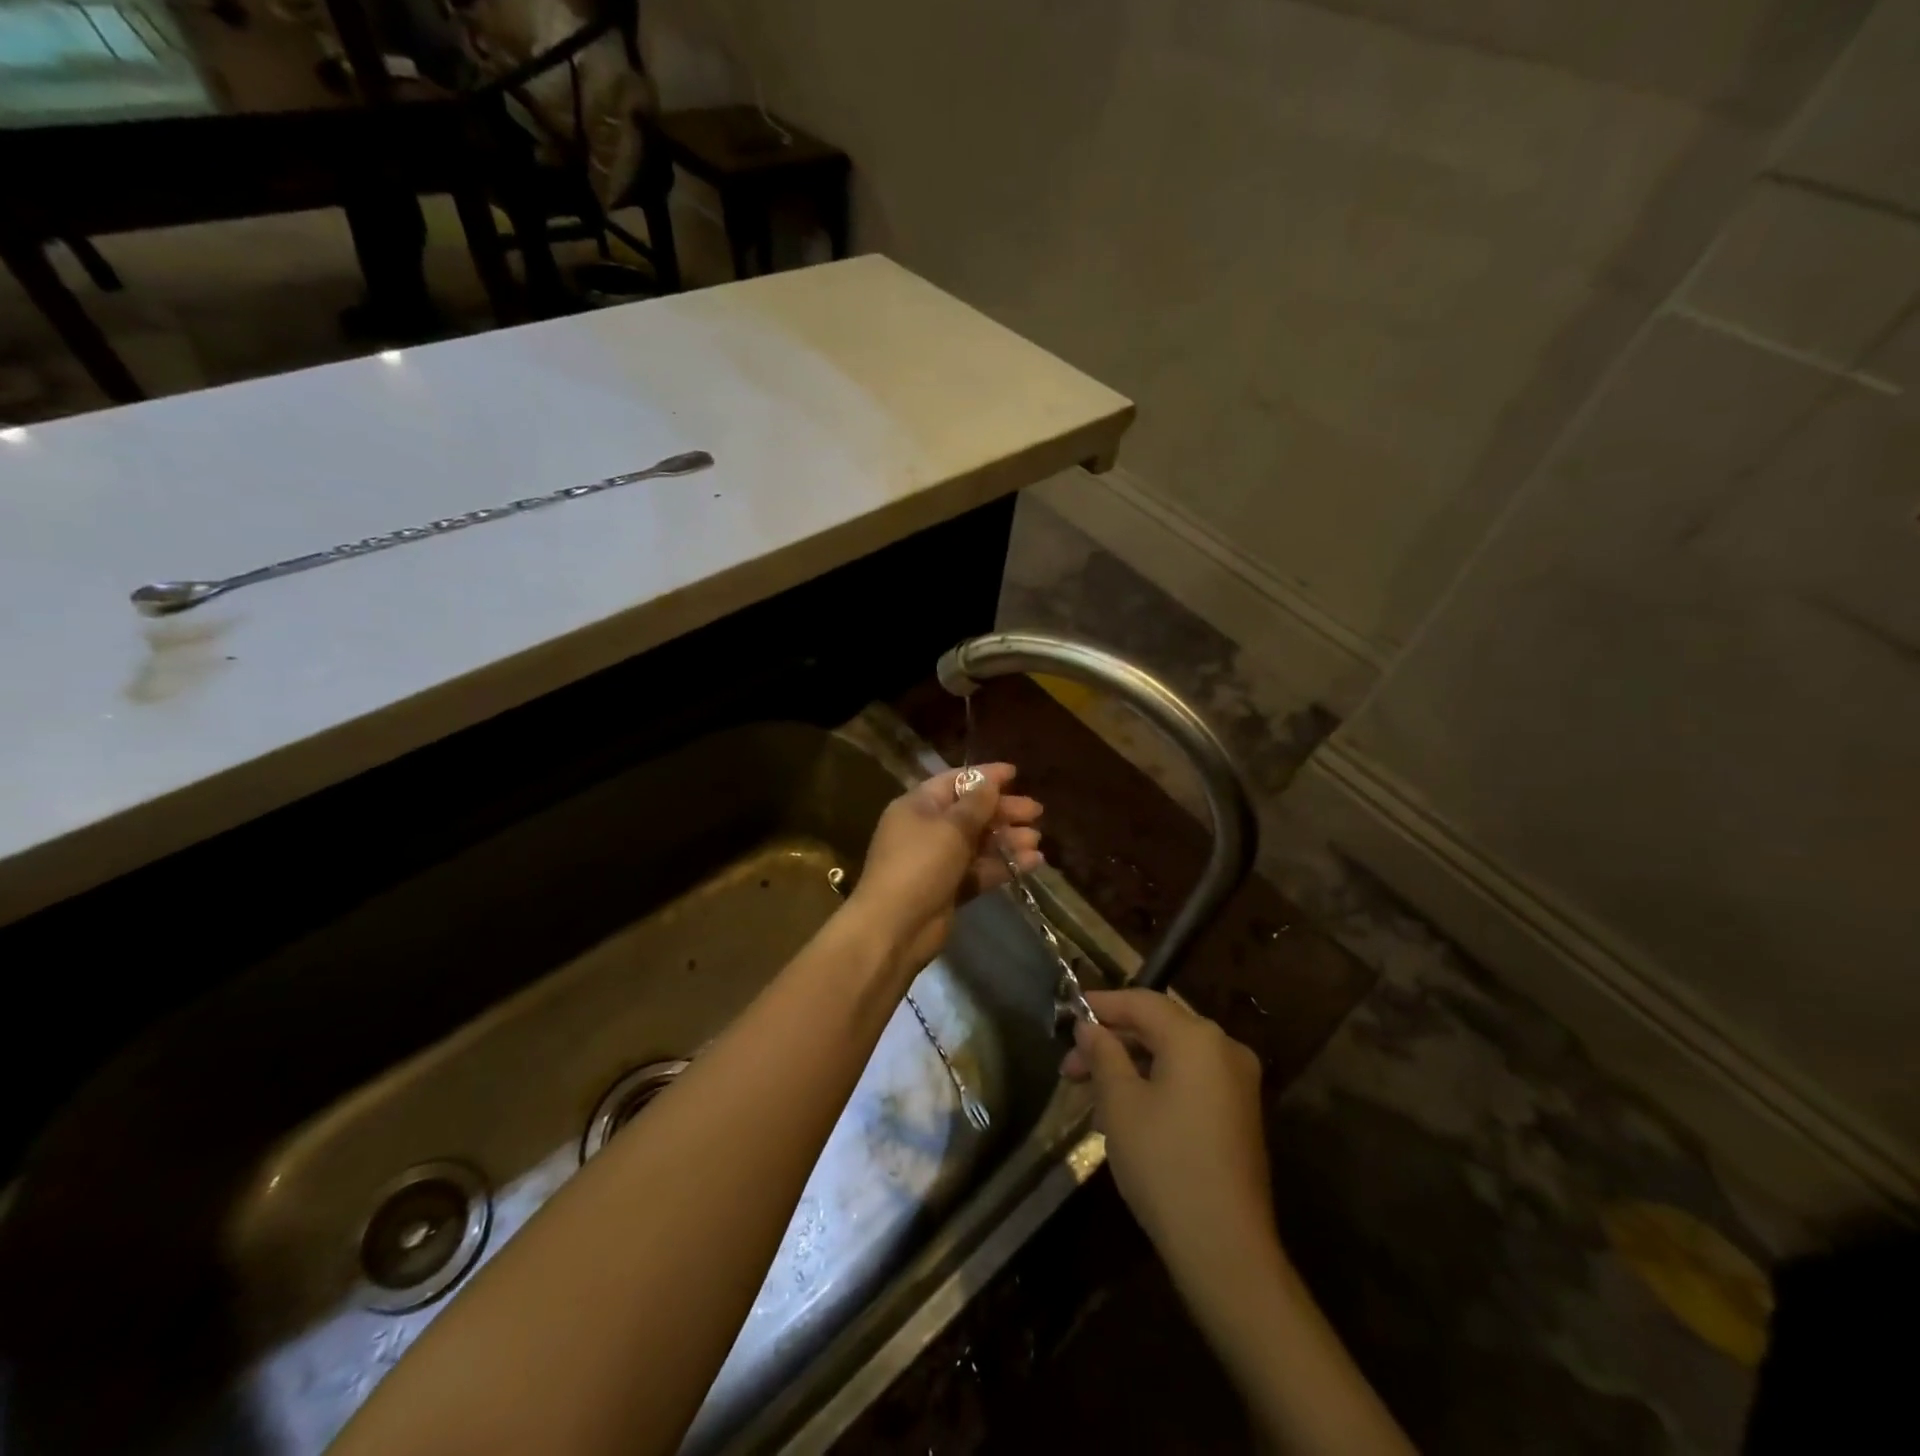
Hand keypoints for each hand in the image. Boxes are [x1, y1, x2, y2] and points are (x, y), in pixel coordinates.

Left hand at [847, 764, 1042, 977]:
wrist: (895, 927)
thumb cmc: (920, 865)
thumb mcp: (951, 828)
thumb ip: (976, 804)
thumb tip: (989, 781)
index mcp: (918, 806)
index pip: (955, 781)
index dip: (985, 776)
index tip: (1015, 773)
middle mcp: (927, 829)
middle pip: (970, 812)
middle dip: (1003, 810)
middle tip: (1036, 811)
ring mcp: (938, 860)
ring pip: (978, 842)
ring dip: (1007, 839)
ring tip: (1036, 839)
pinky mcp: (950, 888)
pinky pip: (981, 869)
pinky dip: (1004, 865)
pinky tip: (1032, 862)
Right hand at [1063, 989, 1274, 1276]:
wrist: (1225, 1249)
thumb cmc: (1164, 1164)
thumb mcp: (1120, 1104)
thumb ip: (1103, 1054)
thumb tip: (1089, 1027)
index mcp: (1196, 1037)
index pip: (1141, 1002)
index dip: (1101, 1005)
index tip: (1067, 1015)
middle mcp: (1224, 1048)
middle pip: (1158, 1027)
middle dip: (1112, 1041)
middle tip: (1070, 1066)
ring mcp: (1237, 1082)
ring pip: (1172, 1055)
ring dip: (1130, 1065)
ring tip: (1089, 1093)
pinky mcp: (1239, 1113)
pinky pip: (1190, 1079)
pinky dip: (1156, 1083)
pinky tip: (1124, 1111)